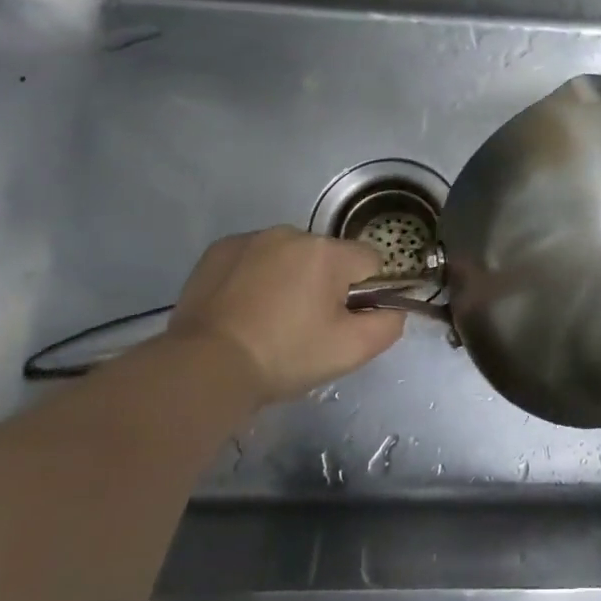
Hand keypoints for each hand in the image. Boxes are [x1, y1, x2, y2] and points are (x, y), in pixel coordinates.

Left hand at [168, 227, 403, 404]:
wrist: (205, 367)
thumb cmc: (285, 356)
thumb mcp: (350, 351)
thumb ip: (388, 325)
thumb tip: (396, 309)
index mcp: (328, 253)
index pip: (369, 260)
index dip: (363, 292)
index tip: (341, 320)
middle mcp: (292, 233)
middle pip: (327, 257)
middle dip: (323, 284)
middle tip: (303, 326)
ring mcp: (252, 238)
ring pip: (289, 255)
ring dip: (289, 277)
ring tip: (267, 319)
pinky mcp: (219, 250)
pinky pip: (253, 257)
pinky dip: (254, 276)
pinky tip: (241, 308)